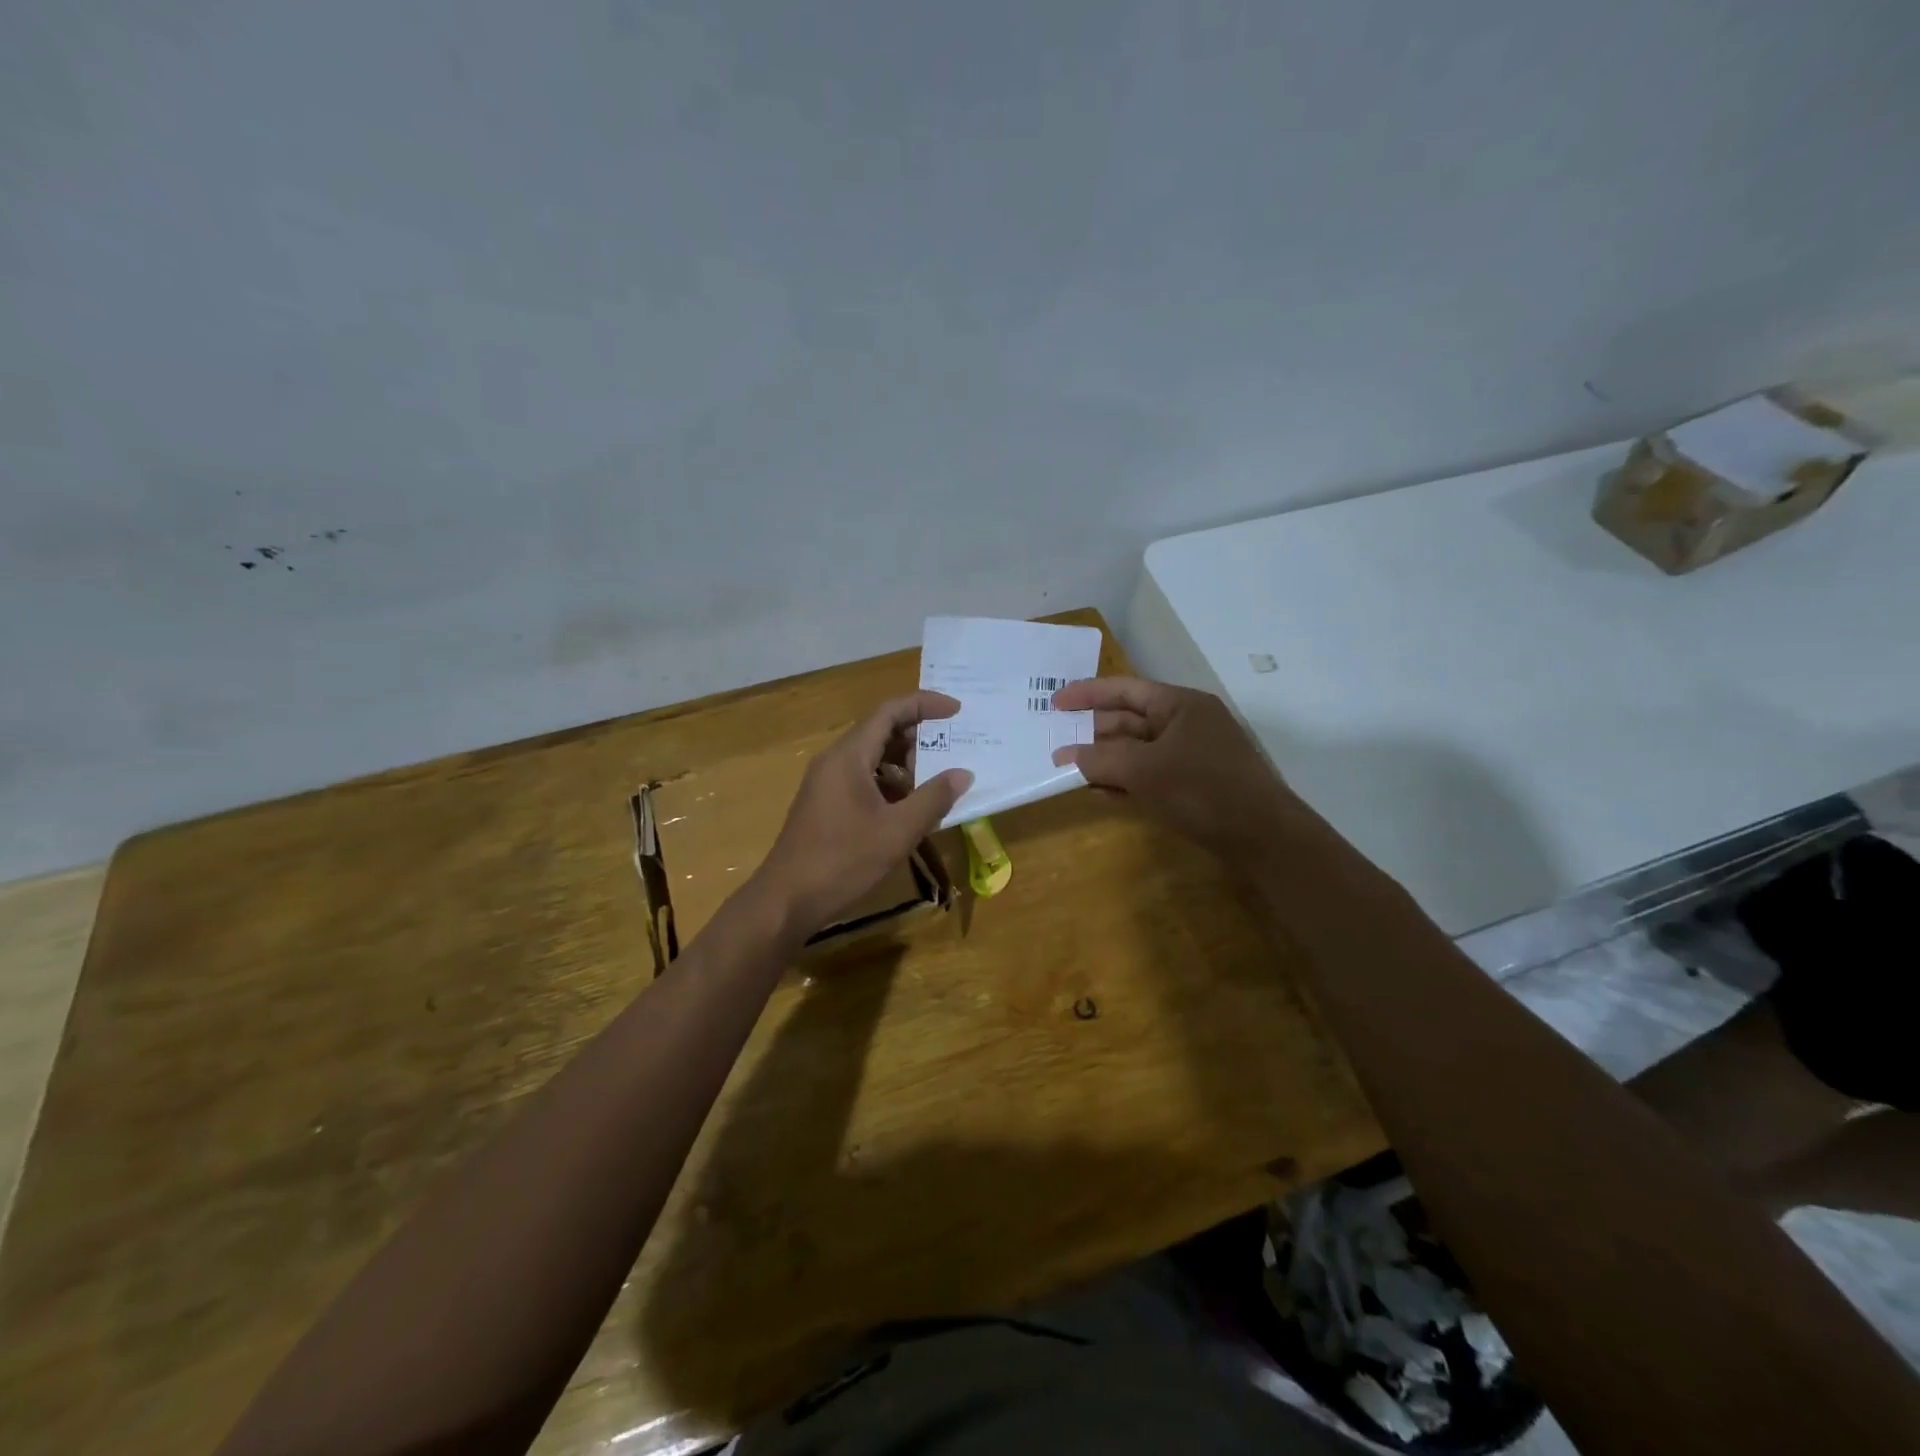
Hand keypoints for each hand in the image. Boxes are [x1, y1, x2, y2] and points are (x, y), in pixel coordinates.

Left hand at [753, 691, 973, 938]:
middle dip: (918, 736)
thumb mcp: (897, 831)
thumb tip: (963, 774)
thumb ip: (933, 798)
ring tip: (935, 783)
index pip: (889, 711)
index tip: (957, 711)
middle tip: (952, 749)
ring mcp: (826, 783)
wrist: (786, 900)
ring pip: (871, 758)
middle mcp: (834, 761)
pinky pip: (862, 779)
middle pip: (880, 731)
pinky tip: (908, 810)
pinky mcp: (824, 804)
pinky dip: (889, 784)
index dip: (924, 705)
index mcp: (848, 756)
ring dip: (905, 764)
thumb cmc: (843, 861)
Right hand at [1051, 676, 1305, 864]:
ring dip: (1106, 760)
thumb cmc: (1204, 790)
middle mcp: (1186, 723)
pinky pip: (1150, 774)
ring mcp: (1192, 754)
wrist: (1264, 837)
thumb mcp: (1145, 771)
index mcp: (1180, 705)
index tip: (1054, 703)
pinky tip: (1101, 793)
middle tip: (1057, 743)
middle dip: (1093, 733)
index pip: (1126, 690)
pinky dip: (1125, 780)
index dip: (1087, 694)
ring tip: (1072, 771)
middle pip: (1130, 720)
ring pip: (1138, 750)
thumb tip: (1062, 758)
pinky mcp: (1194, 784)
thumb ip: (1100, 760)